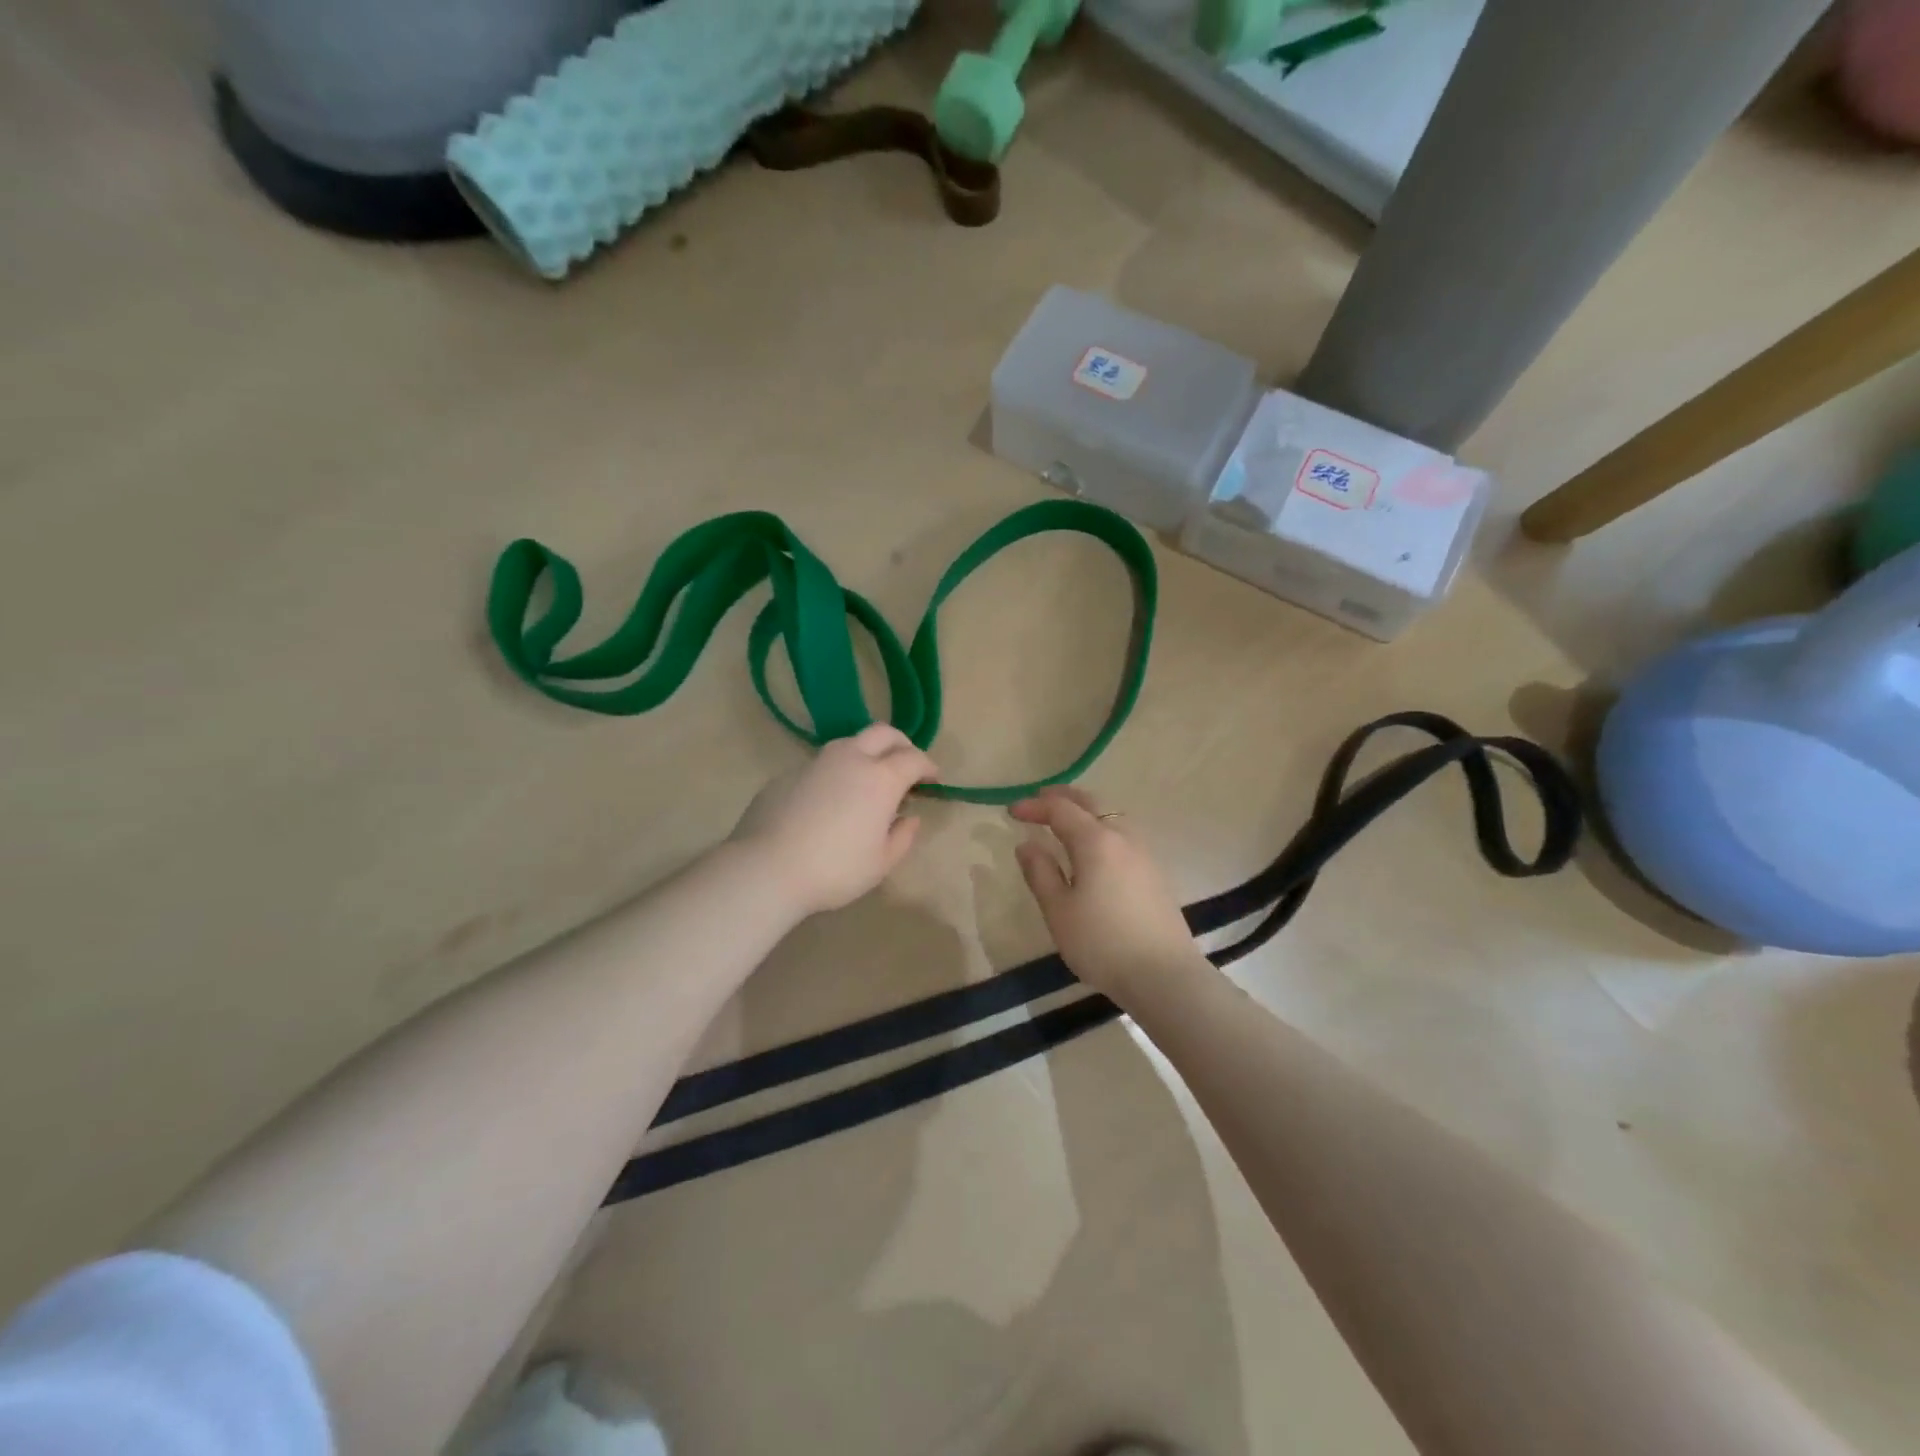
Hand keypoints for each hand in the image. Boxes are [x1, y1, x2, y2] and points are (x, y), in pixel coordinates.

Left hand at [732, 724, 937, 917]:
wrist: (766, 867)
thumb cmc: (835, 869)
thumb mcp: (881, 863)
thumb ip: (903, 837)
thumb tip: (910, 818)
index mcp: (880, 778)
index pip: (914, 758)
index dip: (928, 766)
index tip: (933, 779)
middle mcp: (850, 759)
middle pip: (883, 733)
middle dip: (901, 744)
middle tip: (906, 764)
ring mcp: (816, 762)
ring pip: (849, 743)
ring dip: (866, 754)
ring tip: (867, 781)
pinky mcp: (788, 773)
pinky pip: (821, 764)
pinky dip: (836, 772)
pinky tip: (829, 800)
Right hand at [1010, 786, 1203, 998]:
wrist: (1163, 975)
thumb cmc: (1102, 943)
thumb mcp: (1059, 911)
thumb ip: (1041, 873)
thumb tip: (1027, 844)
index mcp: (1095, 841)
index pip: (1061, 810)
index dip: (1034, 807)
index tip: (1011, 811)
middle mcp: (1122, 837)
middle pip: (1091, 803)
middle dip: (1063, 797)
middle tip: (1039, 800)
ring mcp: (1144, 853)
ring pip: (1111, 816)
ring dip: (1086, 810)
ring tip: (1066, 820)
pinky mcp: (1155, 872)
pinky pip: (1123, 834)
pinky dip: (1102, 827)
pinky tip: (1095, 848)